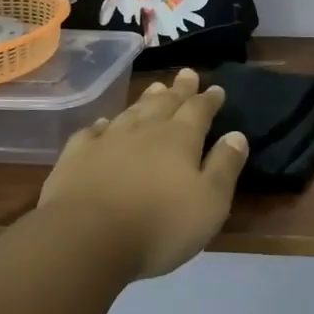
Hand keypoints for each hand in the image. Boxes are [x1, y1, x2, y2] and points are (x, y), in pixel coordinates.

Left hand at [37, 68, 248, 278]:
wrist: (84, 240)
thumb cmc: (158, 226)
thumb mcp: (210, 203)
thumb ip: (225, 166)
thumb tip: (237, 135)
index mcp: (180, 139)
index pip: (199, 110)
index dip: (209, 99)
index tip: (217, 89)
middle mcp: (145, 131)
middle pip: (165, 103)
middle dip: (179, 89)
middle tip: (187, 74)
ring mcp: (107, 141)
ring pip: (131, 112)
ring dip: (146, 99)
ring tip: (155, 87)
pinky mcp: (76, 158)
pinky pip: (91, 133)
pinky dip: (101, 126)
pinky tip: (103, 124)